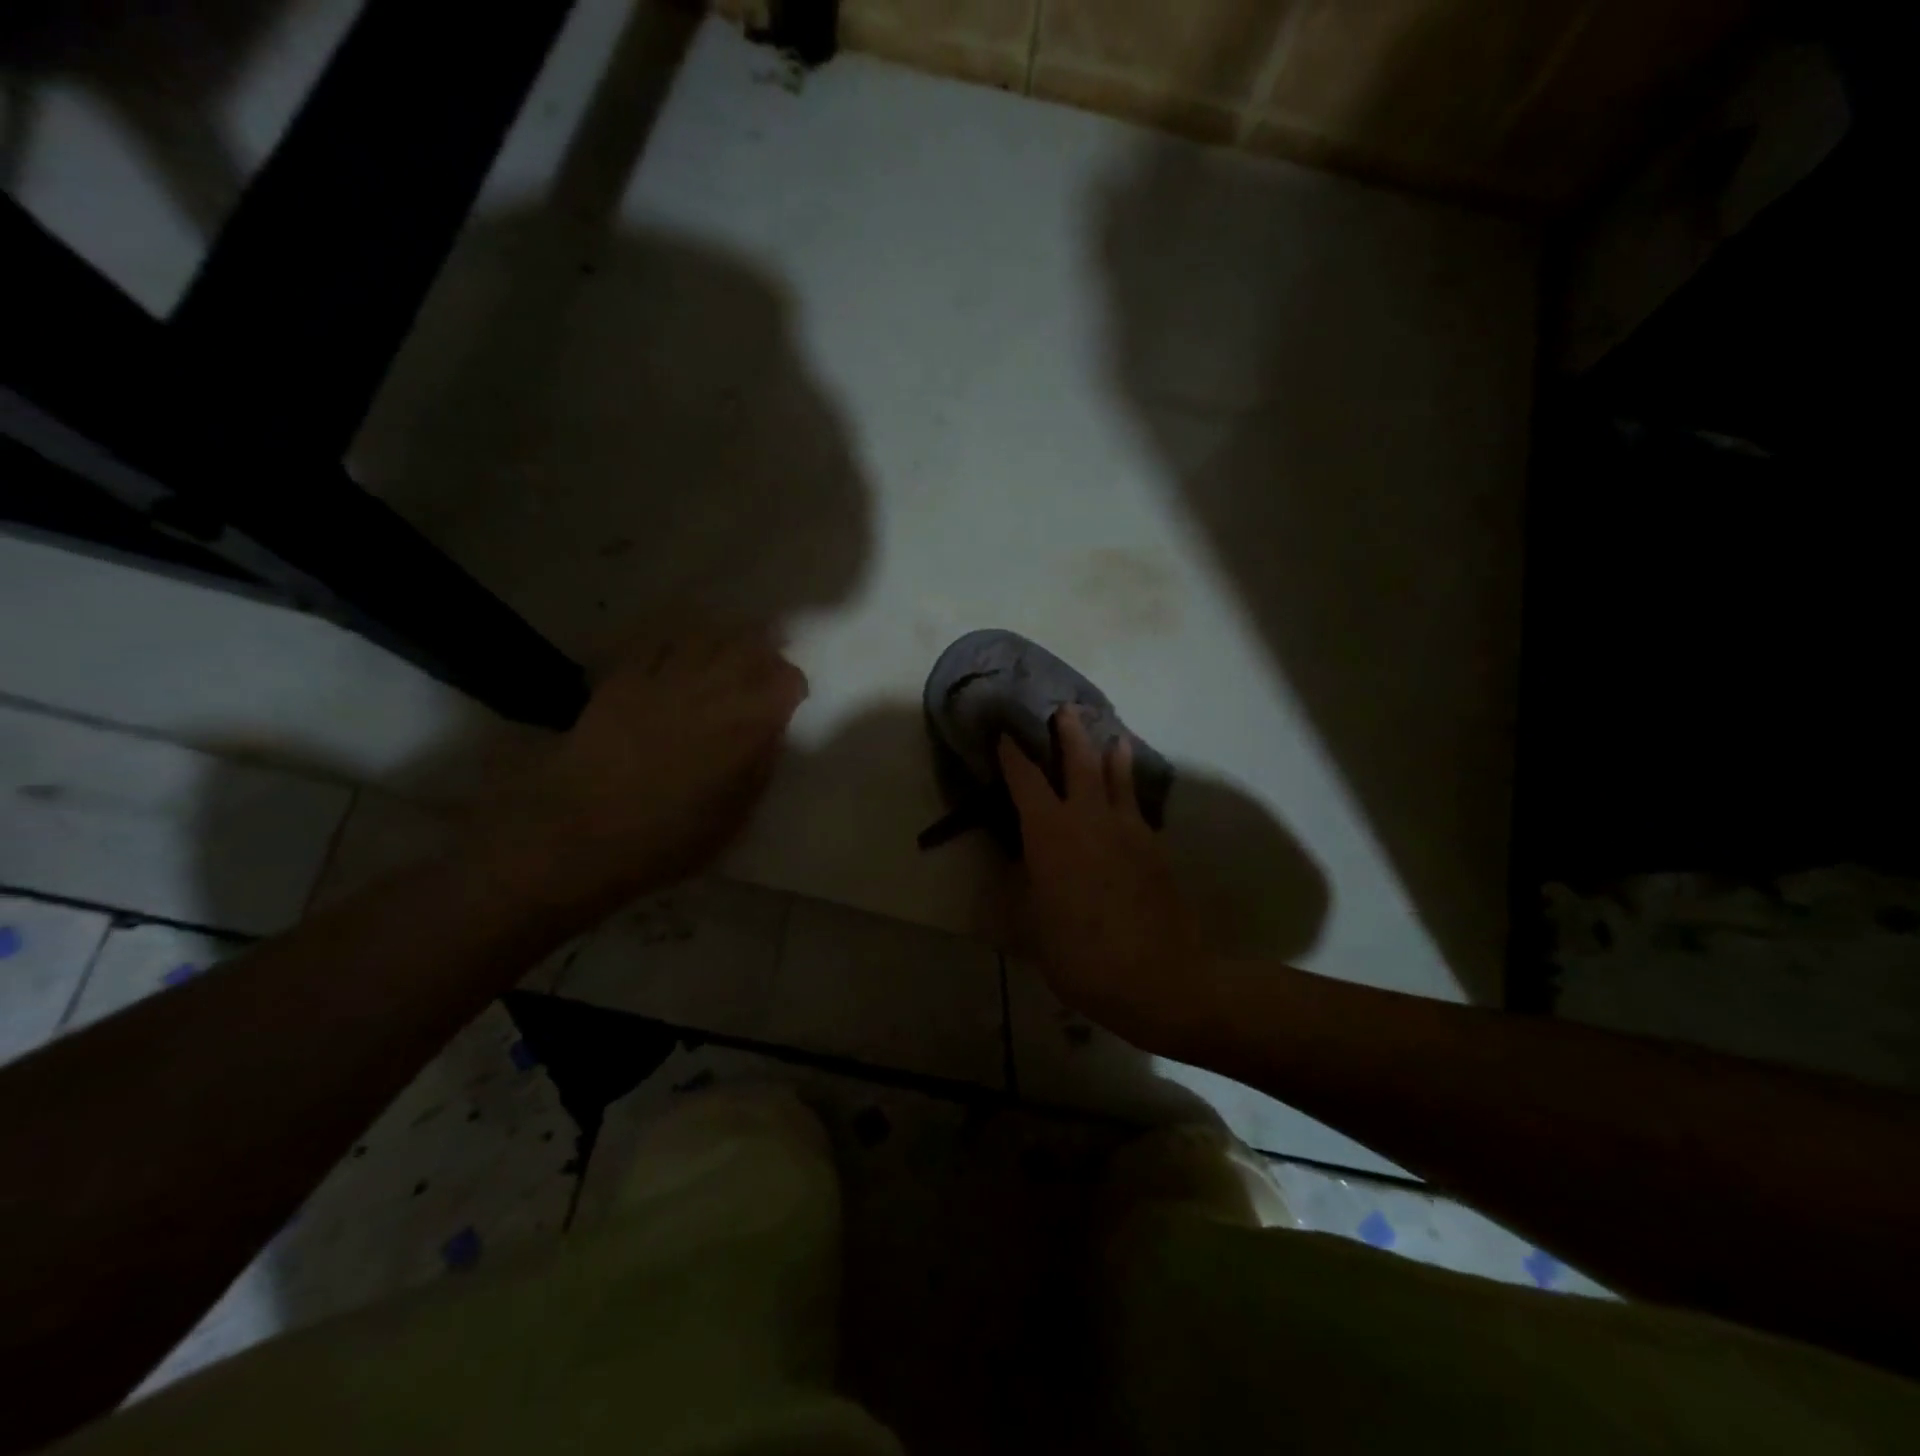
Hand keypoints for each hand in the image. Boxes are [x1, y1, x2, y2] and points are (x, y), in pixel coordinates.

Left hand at [485, 623, 806, 910]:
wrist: (580, 834)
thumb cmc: (667, 839)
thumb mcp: (734, 818)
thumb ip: (760, 769)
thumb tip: (770, 734)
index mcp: (746, 725)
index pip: (786, 680)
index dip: (792, 686)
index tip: (790, 700)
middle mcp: (711, 689)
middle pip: (750, 644)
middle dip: (765, 649)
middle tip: (767, 662)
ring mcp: (664, 678)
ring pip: (706, 635)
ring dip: (725, 638)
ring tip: (728, 650)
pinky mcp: (624, 680)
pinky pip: (658, 643)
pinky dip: (678, 642)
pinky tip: (681, 652)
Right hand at [998, 710, 1206, 1049]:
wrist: (1158, 977)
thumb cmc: (1081, 955)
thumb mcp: (1034, 926)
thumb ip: (1028, 886)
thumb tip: (1025, 864)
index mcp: (1050, 835)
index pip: (1026, 783)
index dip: (1013, 757)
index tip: (1005, 735)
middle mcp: (1089, 820)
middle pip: (1080, 763)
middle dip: (1070, 735)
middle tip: (1066, 710)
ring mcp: (1128, 831)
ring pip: (1118, 779)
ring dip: (1111, 754)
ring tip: (1114, 737)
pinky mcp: (1155, 848)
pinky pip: (1138, 808)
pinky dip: (1132, 792)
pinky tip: (1131, 796)